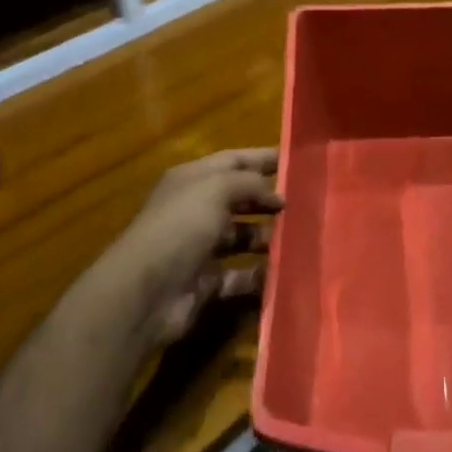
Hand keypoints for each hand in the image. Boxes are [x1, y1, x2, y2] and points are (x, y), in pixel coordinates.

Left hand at [115, 149, 281, 346]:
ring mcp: (200, 248)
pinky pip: (241, 276)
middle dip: (270, 199)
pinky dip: (260, 274)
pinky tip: (284, 270)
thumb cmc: (179, 227)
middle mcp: (195, 210)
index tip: (299, 161)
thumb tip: (277, 194)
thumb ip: (250, 183)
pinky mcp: (206, 283)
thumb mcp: (216, 189)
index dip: (264, 158)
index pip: (234, 161)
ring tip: (300, 236)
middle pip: (240, 198)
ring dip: (269, 236)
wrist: (144, 293)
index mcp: (192, 180)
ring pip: (243, 236)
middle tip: (308, 202)